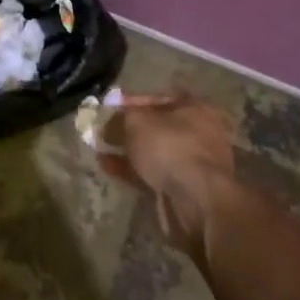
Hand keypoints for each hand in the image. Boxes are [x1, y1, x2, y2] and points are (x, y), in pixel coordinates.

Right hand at [96, 93, 236, 259]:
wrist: (197, 201)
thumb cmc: (170, 147)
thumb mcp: (137, 122)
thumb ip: (121, 117)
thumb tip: (110, 123)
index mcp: (196, 108)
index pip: (160, 98)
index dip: (133, 101)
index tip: (111, 108)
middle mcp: (200, 133)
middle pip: (158, 127)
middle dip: (129, 130)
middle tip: (105, 132)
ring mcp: (194, 163)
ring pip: (155, 152)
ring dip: (128, 151)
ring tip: (100, 150)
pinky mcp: (185, 188)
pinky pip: (154, 173)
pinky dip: (132, 169)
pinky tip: (108, 167)